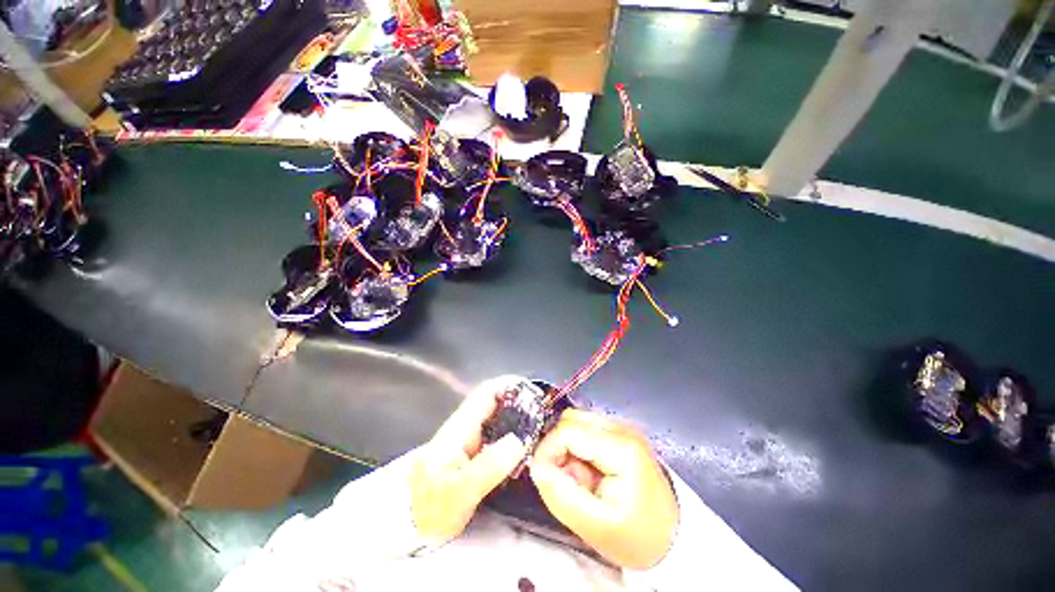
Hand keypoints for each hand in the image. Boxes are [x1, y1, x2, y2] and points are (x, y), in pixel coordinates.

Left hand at [411, 377, 527, 541]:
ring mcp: (470, 439)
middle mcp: (465, 427)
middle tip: (544, 411)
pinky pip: (498, 435)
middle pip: (495, 402)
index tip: (533, 391)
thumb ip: (489, 466)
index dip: (509, 386)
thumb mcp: (460, 491)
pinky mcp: (474, 452)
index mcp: (460, 427)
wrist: (410, 527)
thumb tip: (519, 440)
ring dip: (519, 416)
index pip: (486, 393)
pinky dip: (514, 433)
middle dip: (519, 401)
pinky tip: (528, 444)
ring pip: (498, 418)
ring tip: (542, 425)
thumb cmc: (431, 509)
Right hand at [529, 409, 678, 569]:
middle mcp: (622, 428)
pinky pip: (585, 431)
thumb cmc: (638, 537)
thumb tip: (537, 466)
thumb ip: (562, 495)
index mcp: (622, 447)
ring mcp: (622, 428)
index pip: (568, 430)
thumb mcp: (597, 526)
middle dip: (558, 449)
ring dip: (567, 449)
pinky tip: (588, 474)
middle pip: (571, 420)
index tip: (541, 475)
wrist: (673, 539)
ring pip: (576, 423)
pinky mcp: (620, 433)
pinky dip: (578, 449)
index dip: (547, 450)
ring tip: (579, 480)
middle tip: (565, 481)